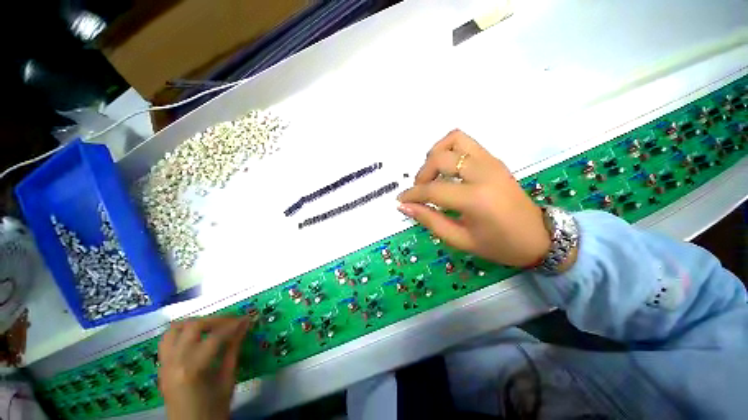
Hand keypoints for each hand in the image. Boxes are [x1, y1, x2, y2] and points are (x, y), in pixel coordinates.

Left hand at [158, 316, 251, 419]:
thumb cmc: (213, 409)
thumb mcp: (227, 380)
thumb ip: (233, 349)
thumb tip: (245, 325)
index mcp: (192, 369)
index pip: (215, 336)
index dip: (234, 324)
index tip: (247, 319)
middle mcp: (174, 362)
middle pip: (193, 326)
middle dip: (216, 320)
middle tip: (232, 322)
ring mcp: (164, 364)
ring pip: (175, 329)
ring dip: (196, 323)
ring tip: (212, 327)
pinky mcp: (161, 366)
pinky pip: (168, 340)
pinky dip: (183, 332)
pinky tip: (197, 338)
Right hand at [397, 129, 554, 267]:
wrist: (539, 237)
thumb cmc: (500, 245)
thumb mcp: (461, 240)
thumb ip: (430, 221)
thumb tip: (405, 207)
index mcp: (476, 198)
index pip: (433, 189)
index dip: (412, 195)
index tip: (400, 200)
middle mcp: (484, 173)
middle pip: (440, 158)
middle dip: (422, 174)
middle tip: (420, 190)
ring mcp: (491, 161)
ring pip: (454, 140)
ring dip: (435, 154)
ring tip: (432, 174)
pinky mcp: (494, 159)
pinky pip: (466, 143)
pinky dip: (449, 150)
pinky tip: (446, 169)